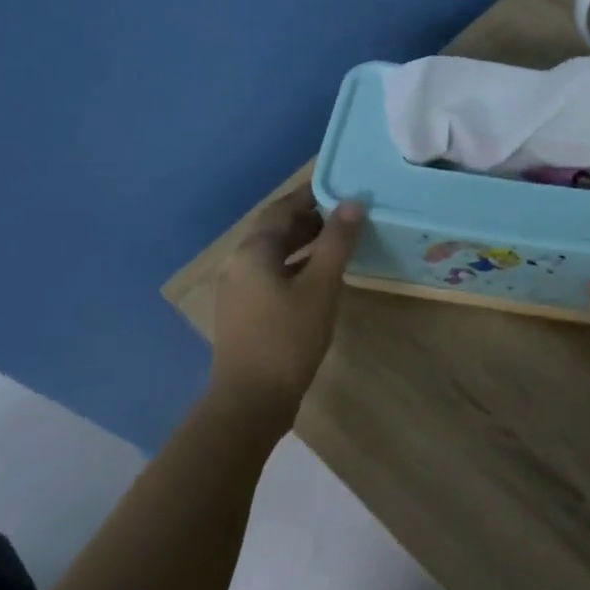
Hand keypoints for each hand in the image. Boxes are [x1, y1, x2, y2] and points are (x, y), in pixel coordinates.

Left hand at [209, 189, 364, 419]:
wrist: (251, 399)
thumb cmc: (288, 337)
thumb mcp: (320, 286)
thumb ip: (336, 242)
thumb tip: (352, 203)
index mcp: (252, 251)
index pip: (282, 208)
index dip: (311, 196)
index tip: (341, 189)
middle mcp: (238, 264)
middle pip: (275, 231)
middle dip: (310, 221)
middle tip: (347, 217)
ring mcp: (238, 291)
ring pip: (274, 256)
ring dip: (304, 246)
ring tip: (339, 244)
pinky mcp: (244, 314)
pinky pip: (271, 277)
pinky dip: (296, 269)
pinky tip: (319, 281)